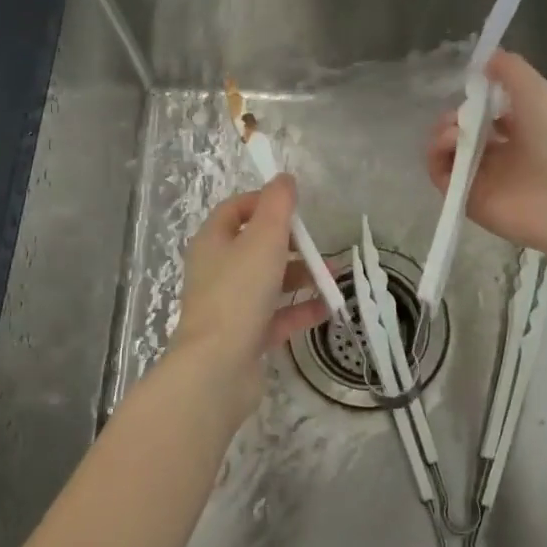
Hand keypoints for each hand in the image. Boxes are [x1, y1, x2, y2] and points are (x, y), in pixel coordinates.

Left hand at [169, 176, 327, 411]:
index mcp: (213, 243)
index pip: (235, 210)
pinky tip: (329, 307)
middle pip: (255, 246)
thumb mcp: (263, 239)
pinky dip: (301, 310)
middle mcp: (217, 271)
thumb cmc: (238, 293)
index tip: (294, 208)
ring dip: (301, 276)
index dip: (263, 203)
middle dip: (290, 243)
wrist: (217, 368)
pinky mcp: (245, 336)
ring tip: (333, 276)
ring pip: (269, 282)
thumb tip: (284, 178)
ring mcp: (230, 306)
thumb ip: (277, 205)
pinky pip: (277, 316)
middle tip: (318, 245)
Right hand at [426, 50, 546, 257]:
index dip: (474, 100)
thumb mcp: (538, 90)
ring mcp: (482, 179)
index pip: (487, 115)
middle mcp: (500, 156)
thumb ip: (510, 69)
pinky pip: (441, 175)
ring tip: (453, 130)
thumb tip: (485, 58)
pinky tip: (450, 142)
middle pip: (461, 133)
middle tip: (458, 115)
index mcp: (521, 131)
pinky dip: (437, 156)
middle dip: (452, 117)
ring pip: (447, 152)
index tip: (470, 88)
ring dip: (441, 133)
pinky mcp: (466, 199)